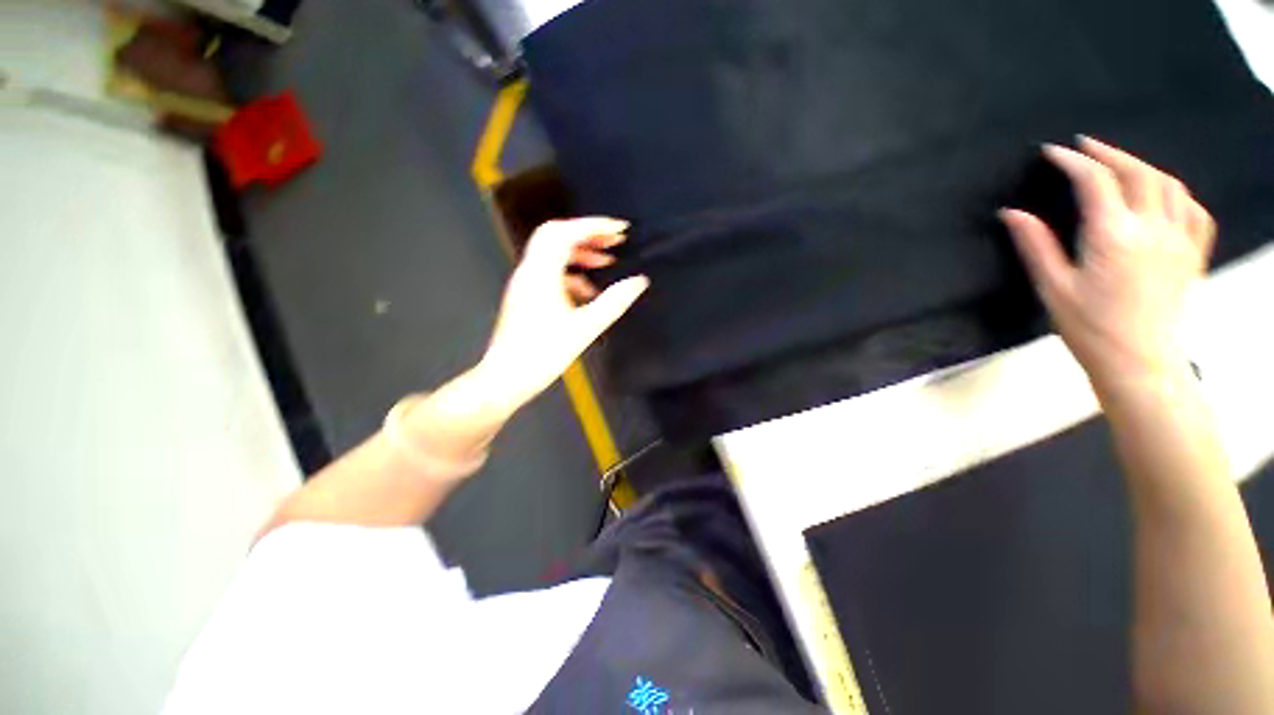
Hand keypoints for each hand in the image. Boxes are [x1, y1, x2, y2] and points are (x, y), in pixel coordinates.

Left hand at [477, 217, 648, 410]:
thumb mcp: (585, 328)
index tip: (621, 229)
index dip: (595, 226)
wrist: (507, 378)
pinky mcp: (526, 296)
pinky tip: (587, 292)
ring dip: (580, 253)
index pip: (567, 233)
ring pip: (552, 253)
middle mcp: (529, 271)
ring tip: (606, 262)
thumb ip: (614, 302)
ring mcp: (525, 283)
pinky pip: (550, 272)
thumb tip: (639, 282)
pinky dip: (571, 273)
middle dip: (587, 234)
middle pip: (556, 235)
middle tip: (613, 241)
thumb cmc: (545, 354)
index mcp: (542, 274)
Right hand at [1000, 137, 1215, 393]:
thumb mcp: (1053, 287)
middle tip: (1085, 147)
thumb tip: (1011, 214)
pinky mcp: (1192, 254)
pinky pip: (1194, 210)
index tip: (1053, 152)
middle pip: (1137, 172)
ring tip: (1120, 164)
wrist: (1139, 362)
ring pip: (1168, 184)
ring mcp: (1179, 239)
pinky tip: (1164, 194)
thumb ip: (1035, 245)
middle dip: (1108, 153)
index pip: (1095, 181)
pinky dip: (1177, 193)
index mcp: (1113, 236)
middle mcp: (1152, 228)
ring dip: (1142, 166)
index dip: (1073, 161)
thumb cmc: (1089, 328)